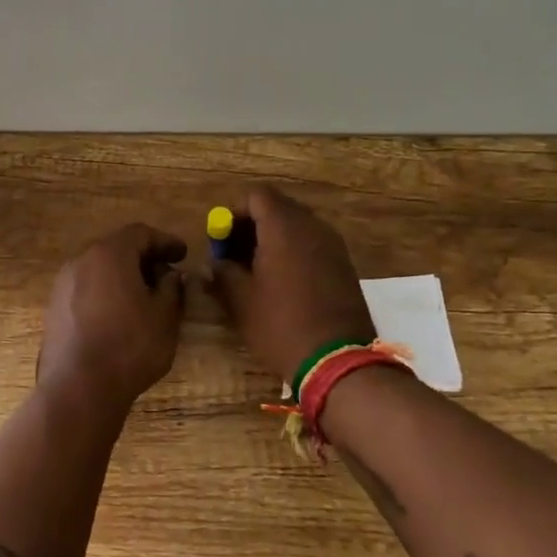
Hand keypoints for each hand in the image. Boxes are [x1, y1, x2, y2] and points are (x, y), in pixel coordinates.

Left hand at [37, 224, 188, 406]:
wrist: (78, 388)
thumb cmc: (129, 346)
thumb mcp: (165, 316)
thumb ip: (172, 288)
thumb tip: (169, 276)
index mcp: (109, 254)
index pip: (140, 234)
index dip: (165, 241)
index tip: (183, 253)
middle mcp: (80, 261)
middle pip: (116, 249)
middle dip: (143, 258)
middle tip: (166, 275)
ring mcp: (62, 285)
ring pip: (98, 270)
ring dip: (123, 277)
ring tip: (144, 298)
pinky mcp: (53, 309)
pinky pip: (85, 290)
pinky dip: (105, 293)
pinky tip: (119, 316)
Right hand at [207, 185, 374, 381]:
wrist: (338, 360)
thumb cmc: (281, 325)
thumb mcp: (240, 301)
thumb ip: (222, 273)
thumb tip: (213, 264)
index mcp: (284, 227)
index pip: (256, 195)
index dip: (234, 212)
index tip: (220, 240)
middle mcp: (312, 226)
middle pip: (277, 208)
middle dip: (251, 226)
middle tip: (233, 255)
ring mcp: (332, 245)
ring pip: (296, 226)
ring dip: (272, 240)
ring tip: (255, 271)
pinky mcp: (344, 265)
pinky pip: (312, 244)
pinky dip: (292, 252)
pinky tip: (281, 282)